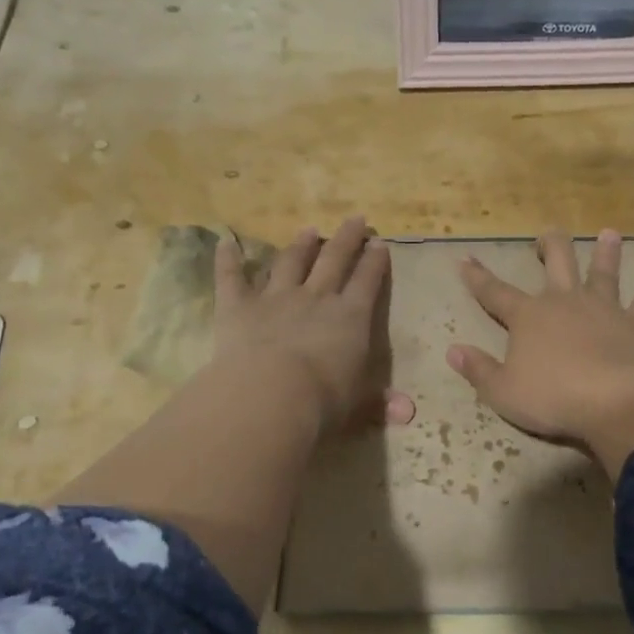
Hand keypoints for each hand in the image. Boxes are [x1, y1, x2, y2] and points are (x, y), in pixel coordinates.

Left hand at [213, 215, 414, 436]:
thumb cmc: (324, 400)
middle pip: (335, 259)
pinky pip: (231, 277)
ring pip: (290, 262)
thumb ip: (380, 403)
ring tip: (308, 230)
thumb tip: (408, 414)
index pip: (368, 282)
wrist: (272, 394)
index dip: (375, 262)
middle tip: (355, 219)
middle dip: (347, 238)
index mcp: (351, 317)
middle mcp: (317, 298)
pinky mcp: (238, 306)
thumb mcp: (359, 404)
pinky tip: (225, 241)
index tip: (380, 243)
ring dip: (300, 245)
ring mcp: (276, 298)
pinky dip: (227, 259)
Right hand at [447, 228, 633, 476]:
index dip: (477, 277)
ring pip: (604, 273)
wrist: (614, 402)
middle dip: (549, 246)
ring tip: (610, 234)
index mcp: (528, 318)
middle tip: (547, 235)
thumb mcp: (503, 392)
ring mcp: (604, 309)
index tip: (465, 259)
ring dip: (606, 253)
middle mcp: (565, 302)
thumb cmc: (552, 398)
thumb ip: (478, 370)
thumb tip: (453, 351)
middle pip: (556, 263)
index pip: (495, 293)